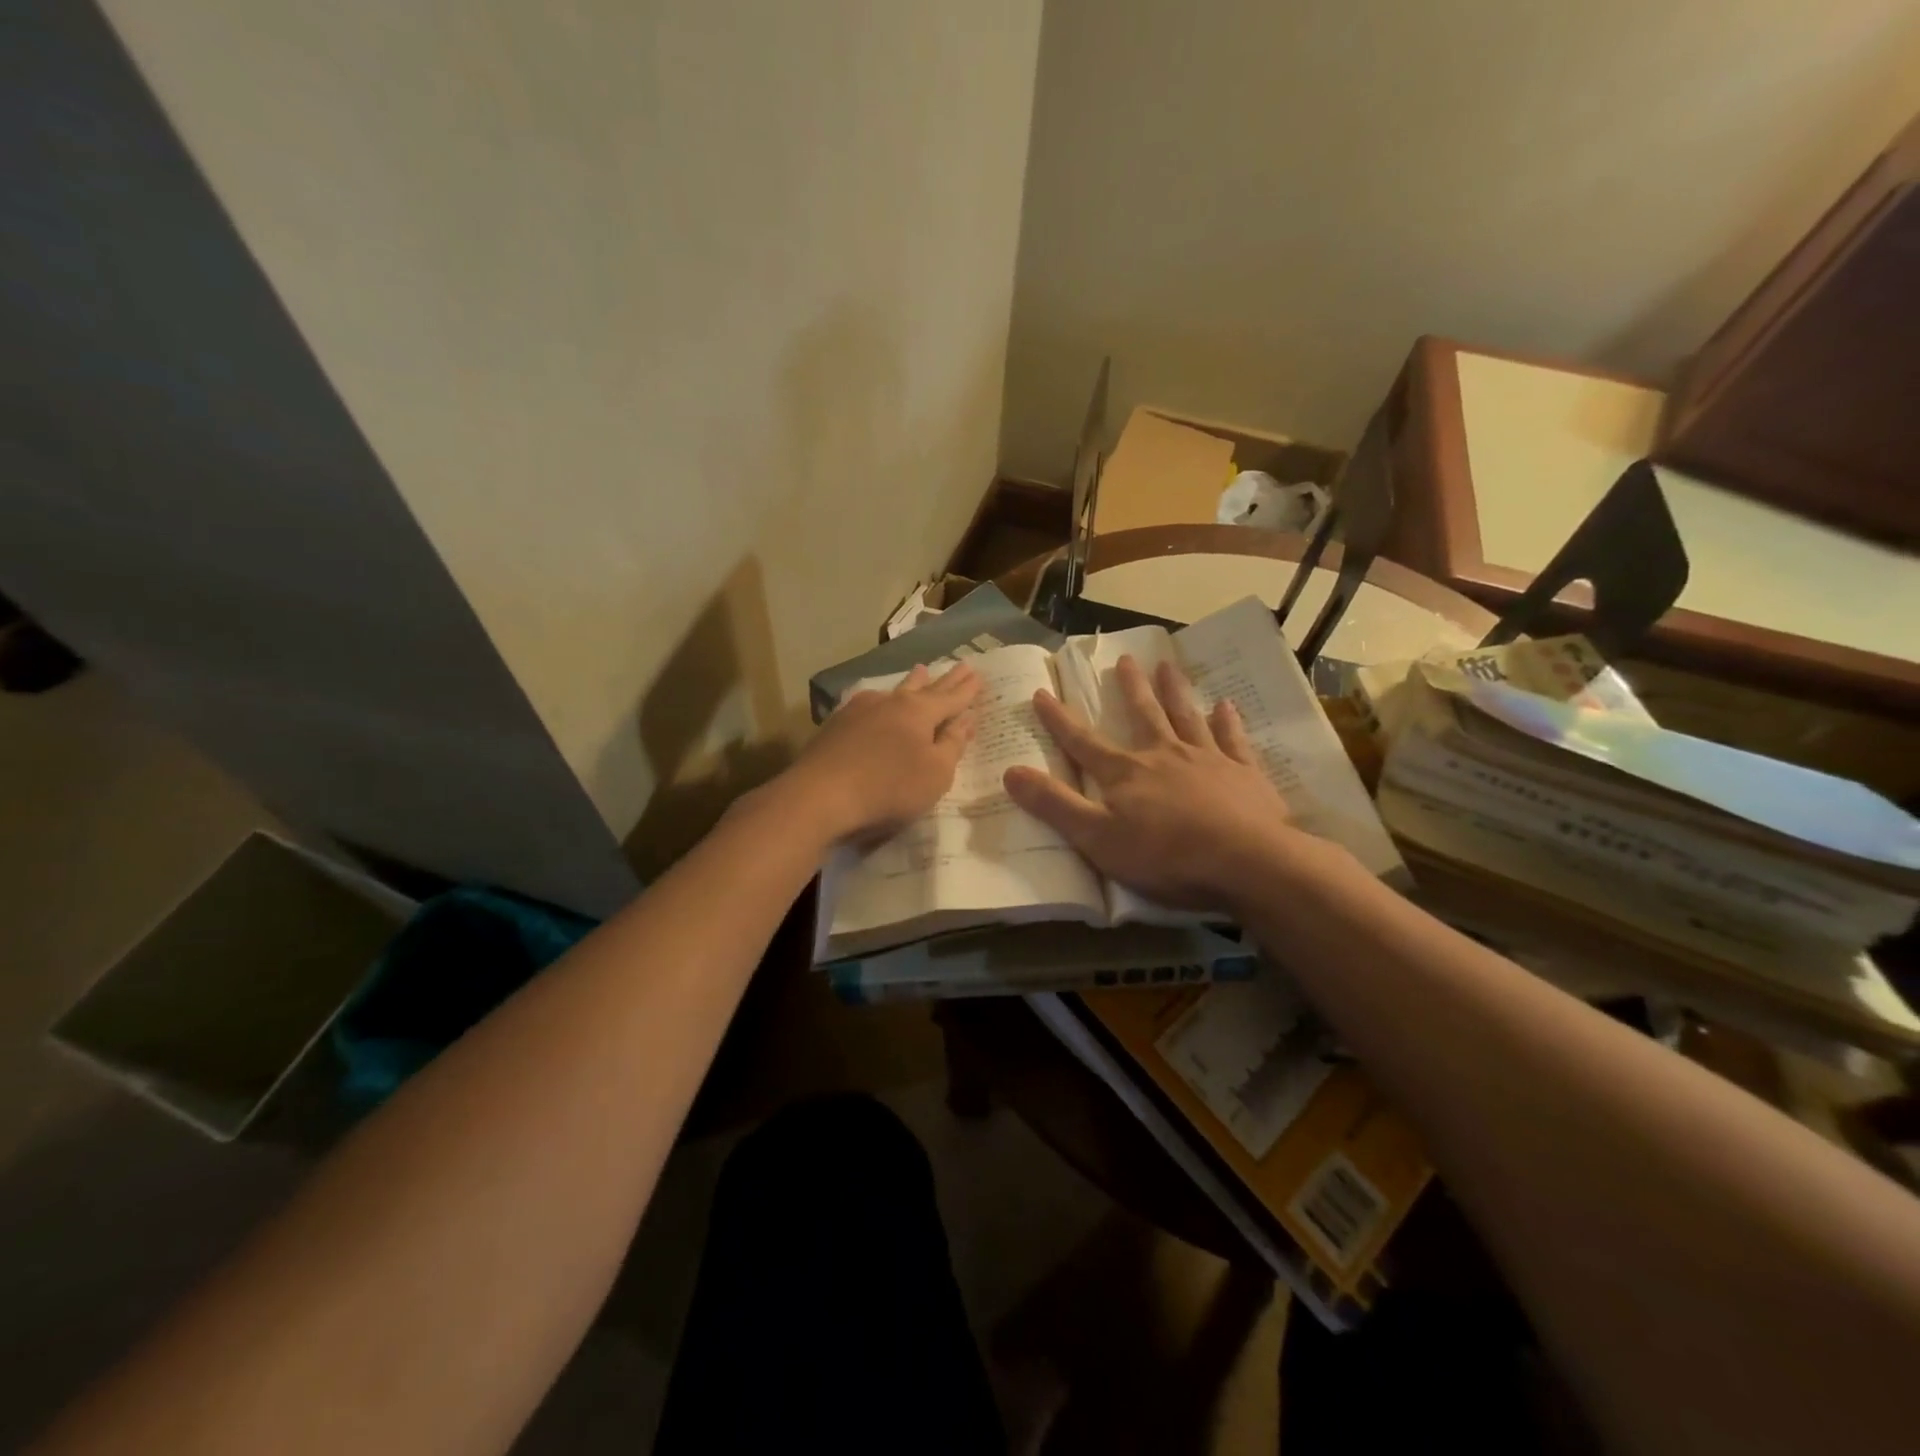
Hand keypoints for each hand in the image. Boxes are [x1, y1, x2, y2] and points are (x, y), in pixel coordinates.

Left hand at [788, 662, 981, 842]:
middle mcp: (890, 702)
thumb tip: (967, 718)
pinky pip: (868, 704)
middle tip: (960, 663)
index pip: (951, 698)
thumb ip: (952, 744)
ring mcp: (859, 711)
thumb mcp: (935, 773)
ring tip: (921, 670)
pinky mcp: (836, 725)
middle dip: (944, 679)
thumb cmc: (888, 788)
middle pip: (924, 688)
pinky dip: (881, 700)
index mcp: (919, 713)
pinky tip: (876, 699)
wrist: (819, 796)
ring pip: (893, 691)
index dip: (967, 690)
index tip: (979, 674)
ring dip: (911, 682)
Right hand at [1004, 656, 1312, 910]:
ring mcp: (1208, 760)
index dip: (1059, 719)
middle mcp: (1164, 755)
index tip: (1043, 692)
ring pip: (1187, 717)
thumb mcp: (1096, 837)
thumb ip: (1054, 804)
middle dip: (1131, 688)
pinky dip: (1228, 723)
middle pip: (1144, 715)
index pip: (1083, 742)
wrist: (1246, 861)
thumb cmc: (1164, 855)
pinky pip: (1233, 740)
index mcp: (1126, 773)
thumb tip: (1010, 772)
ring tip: (1168, 667)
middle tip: (1126, 659)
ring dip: (1175, 692)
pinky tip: (1227, 706)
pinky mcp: (1244, 774)